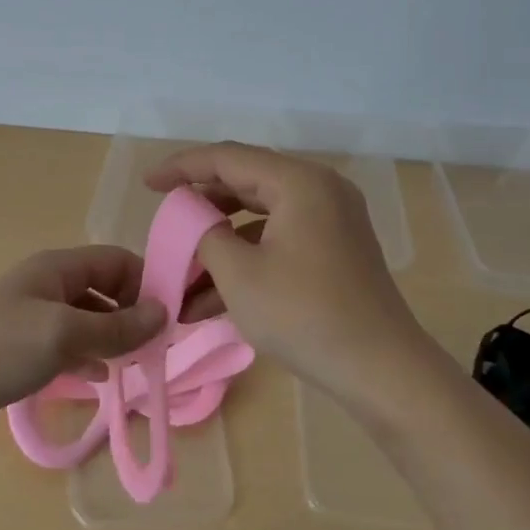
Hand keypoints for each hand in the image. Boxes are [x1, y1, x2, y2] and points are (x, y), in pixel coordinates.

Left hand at [0, 246, 167, 449]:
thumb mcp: (64, 334)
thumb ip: (116, 326)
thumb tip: (165, 314)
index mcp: (56, 268)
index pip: (116, 261)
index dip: (146, 282)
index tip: (172, 317)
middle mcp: (47, 286)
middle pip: (103, 289)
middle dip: (132, 313)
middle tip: (159, 348)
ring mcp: (32, 320)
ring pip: (87, 321)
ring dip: (113, 338)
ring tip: (138, 364)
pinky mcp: (20, 352)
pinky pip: (67, 347)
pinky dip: (87, 357)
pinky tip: (101, 378)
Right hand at [146, 142, 432, 413]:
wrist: (382, 371)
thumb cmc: (304, 315)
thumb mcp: (239, 274)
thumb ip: (205, 234)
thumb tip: (194, 220)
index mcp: (298, 182)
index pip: (227, 158)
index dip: (182, 167)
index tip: (147, 184)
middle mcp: (319, 190)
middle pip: (246, 183)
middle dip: (201, 207)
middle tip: (166, 221)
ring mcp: (331, 220)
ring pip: (260, 217)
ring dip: (220, 243)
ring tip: (181, 274)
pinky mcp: (334, 250)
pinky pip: (279, 241)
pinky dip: (247, 260)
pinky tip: (209, 300)